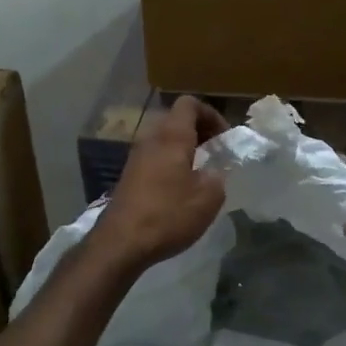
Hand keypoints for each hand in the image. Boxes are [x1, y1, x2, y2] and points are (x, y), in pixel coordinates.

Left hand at [91, 96, 229, 271]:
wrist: (121, 242)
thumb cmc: (168, 214)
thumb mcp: (208, 197)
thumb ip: (218, 176)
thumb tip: (214, 172)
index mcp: (172, 136)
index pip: (189, 103)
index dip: (211, 114)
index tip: (224, 138)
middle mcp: (151, 139)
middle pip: (175, 119)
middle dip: (198, 131)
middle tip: (215, 153)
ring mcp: (136, 157)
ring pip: (164, 139)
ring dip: (184, 149)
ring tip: (200, 173)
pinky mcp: (129, 176)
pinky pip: (154, 157)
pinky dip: (170, 163)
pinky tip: (179, 189)